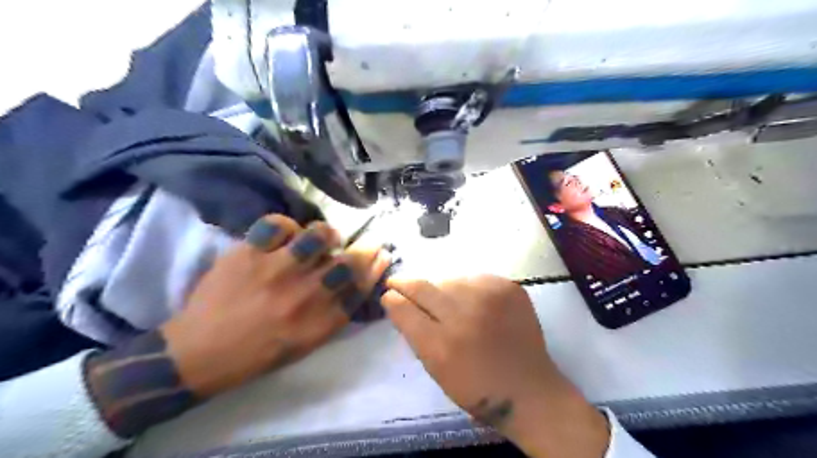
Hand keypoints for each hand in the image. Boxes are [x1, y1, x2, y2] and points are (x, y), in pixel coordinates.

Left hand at [162, 215, 392, 396]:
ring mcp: (276, 271)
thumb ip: (335, 314)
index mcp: (319, 321)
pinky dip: (286, 226)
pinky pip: (278, 224)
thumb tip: (357, 282)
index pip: (361, 287)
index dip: (376, 267)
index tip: (382, 254)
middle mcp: (304, 295)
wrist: (200, 353)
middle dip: (366, 248)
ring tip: (320, 239)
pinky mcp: (248, 254)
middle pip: (349, 261)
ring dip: (326, 234)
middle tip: (365, 242)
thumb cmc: (259, 353)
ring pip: (318, 235)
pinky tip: (285, 236)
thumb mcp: (306, 343)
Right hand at [382, 275, 605, 456]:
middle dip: (405, 283)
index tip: (388, 294)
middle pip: (422, 286)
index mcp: (441, 345)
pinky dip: (466, 287)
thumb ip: (415, 334)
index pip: (404, 308)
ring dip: (439, 288)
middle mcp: (463, 316)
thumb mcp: (435, 369)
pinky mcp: (508, 287)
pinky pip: (473, 277)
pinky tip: (470, 300)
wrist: (527, 389)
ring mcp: (488, 297)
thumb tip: (399, 303)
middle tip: (397, 281)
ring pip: (448, 279)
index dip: (392, 299)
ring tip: (443, 300)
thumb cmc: (476, 387)